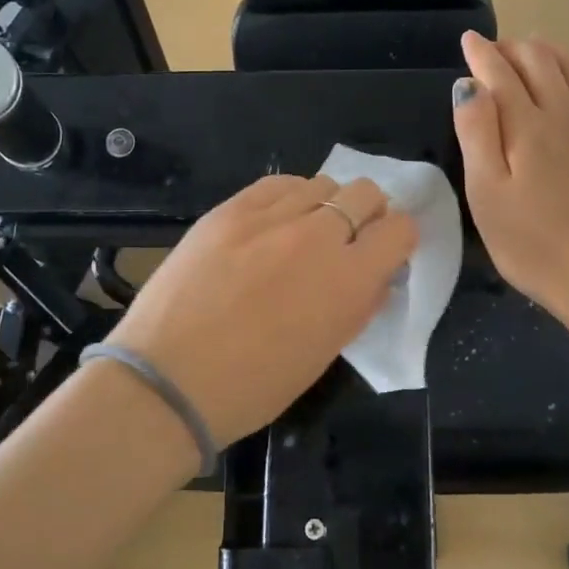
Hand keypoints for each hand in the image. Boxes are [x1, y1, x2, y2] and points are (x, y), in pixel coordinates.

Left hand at [109, 174, 418, 445]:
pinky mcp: (229, 210)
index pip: (400, 229)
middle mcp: (317, 236)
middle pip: (365, 192)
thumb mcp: (323, 354)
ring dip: (326, 205)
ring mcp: (269, 217)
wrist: (168, 379)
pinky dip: (289, 197)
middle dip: (368, 213)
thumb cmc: (253, 386)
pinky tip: (275, 221)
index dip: (398, 239)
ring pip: (322, 183)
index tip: (384, 253)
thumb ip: (358, 306)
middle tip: (349, 240)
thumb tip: (376, 277)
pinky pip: (277, 184)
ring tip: (304, 232)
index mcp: (349, 279)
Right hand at [452, 32, 568, 322]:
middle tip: (496, 50)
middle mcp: (563, 112)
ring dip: (550, 50)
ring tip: (534, 46)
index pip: (498, 74)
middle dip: (513, 49)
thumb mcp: (486, 195)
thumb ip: (476, 134)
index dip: (481, 54)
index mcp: (524, 126)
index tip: (468, 41)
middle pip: (538, 62)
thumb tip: (469, 85)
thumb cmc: (533, 243)